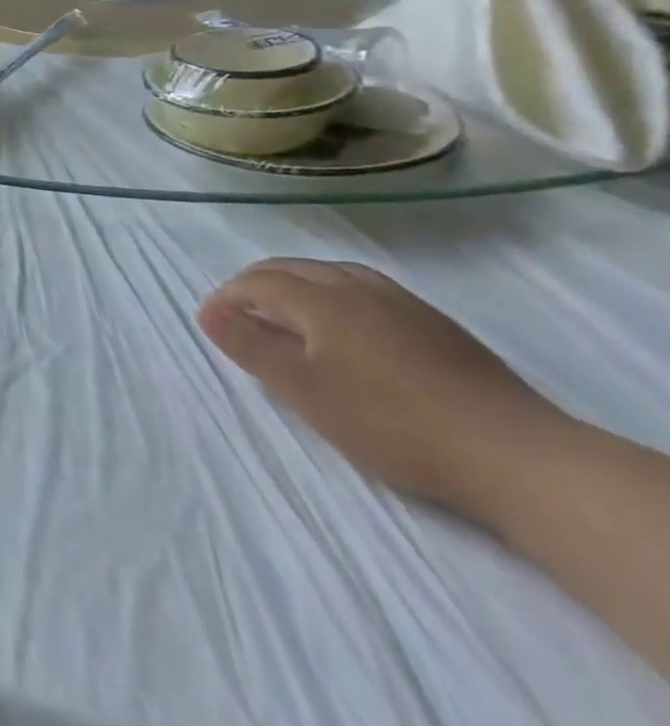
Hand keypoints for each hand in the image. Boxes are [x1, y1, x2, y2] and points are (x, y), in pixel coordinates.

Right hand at [199, 259, 562, 518]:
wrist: (515, 456)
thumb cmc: (391, 422)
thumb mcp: (305, 390)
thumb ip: (252, 346)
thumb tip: (209, 312)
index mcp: (322, 300)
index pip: (259, 282)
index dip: (228, 297)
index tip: (210, 323)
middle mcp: (358, 288)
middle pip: (294, 269)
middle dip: (256, 284)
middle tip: (239, 315)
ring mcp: (403, 304)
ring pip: (333, 274)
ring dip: (297, 284)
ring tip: (286, 313)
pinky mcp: (436, 326)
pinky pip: (366, 289)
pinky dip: (335, 294)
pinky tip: (346, 326)